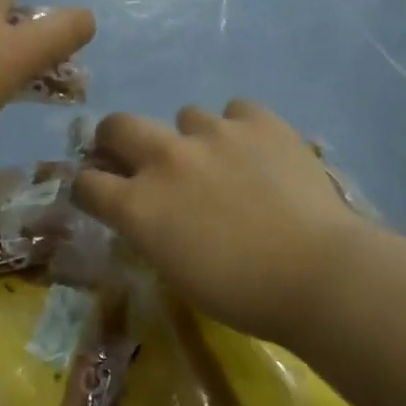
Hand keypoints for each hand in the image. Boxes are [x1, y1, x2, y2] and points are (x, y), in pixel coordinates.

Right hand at [73, 101, 376, 344]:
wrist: (318, 274)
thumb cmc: (242, 294)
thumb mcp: (176, 271)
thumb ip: (151, 230)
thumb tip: (147, 211)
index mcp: (139, 205)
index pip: (87, 183)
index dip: (89, 187)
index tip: (100, 193)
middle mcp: (166, 158)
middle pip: (117, 125)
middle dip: (116, 138)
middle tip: (135, 155)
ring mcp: (213, 133)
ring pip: (185, 116)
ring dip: (192, 138)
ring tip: (221, 161)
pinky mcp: (258, 121)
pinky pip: (236, 111)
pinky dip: (240, 128)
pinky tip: (258, 151)